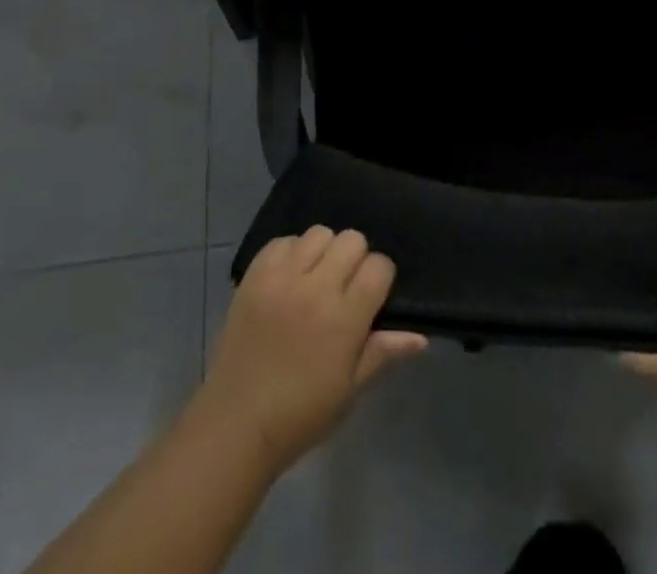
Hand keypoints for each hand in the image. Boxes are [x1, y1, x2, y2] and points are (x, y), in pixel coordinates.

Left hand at [195, 226, 426, 474]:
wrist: (236, 424)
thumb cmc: (301, 414)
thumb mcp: (349, 390)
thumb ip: (383, 353)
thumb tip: (420, 336)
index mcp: (344, 317)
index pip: (379, 266)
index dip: (381, 278)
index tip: (373, 296)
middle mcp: (316, 287)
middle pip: (352, 240)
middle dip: (356, 259)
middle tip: (345, 287)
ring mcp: (282, 277)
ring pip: (318, 233)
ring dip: (324, 251)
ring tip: (315, 278)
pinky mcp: (255, 275)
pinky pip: (282, 241)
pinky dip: (291, 253)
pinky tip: (289, 278)